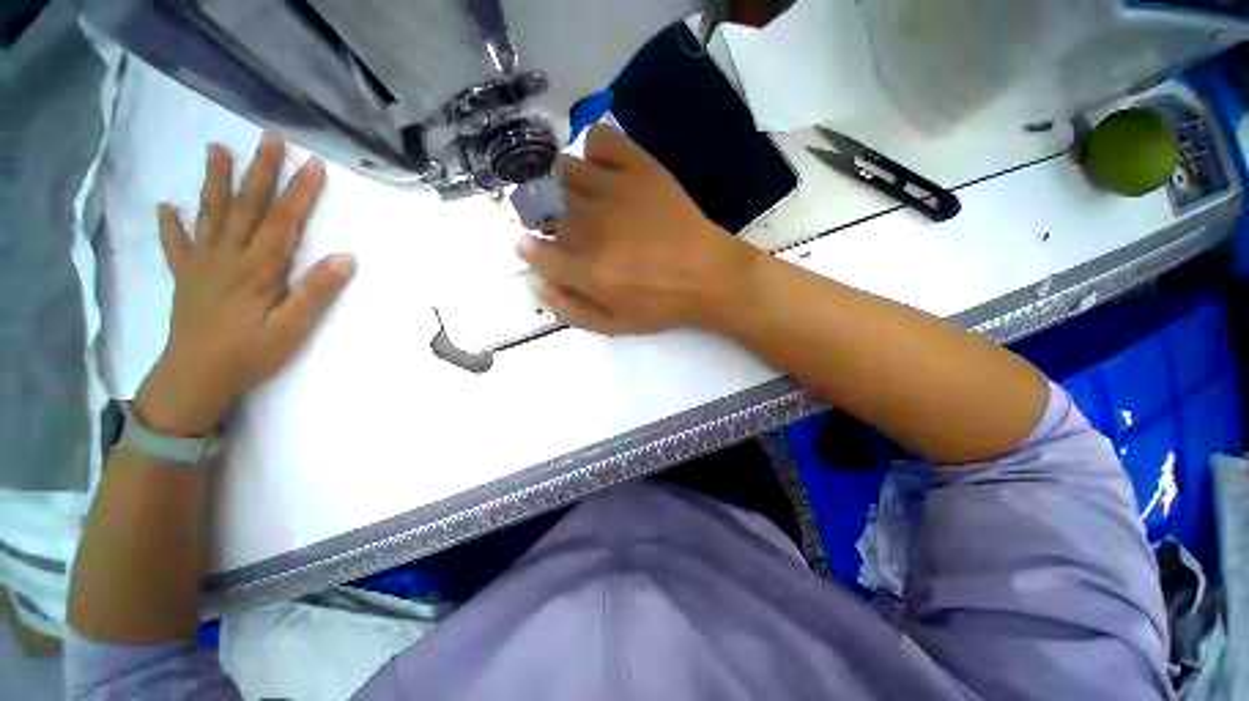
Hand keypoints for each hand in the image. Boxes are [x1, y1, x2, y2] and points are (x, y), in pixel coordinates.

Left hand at [135, 137, 354, 436]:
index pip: (283, 221)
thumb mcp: (293, 328)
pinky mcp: (186, 277)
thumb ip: (316, 292)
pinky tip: (166, 207)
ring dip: (215, 181)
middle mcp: (228, 256)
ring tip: (217, 150)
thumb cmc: (250, 354)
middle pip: (246, 207)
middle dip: (260, 172)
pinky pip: (176, 245)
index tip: (313, 165)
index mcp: (258, 268)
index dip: (300, 193)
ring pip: (210, 214)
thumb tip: (345, 258)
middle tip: (268, 140)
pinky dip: (171, 225)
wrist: (195, 378)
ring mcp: (203, 264)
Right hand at [516, 125, 759, 335]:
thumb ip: (572, 310)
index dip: (530, 248)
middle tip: (573, 229)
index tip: (531, 245)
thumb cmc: (663, 304)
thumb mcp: (616, 325)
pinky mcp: (641, 168)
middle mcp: (595, 226)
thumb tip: (539, 284)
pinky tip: (603, 170)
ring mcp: (617, 191)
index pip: (537, 252)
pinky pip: (600, 141)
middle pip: (549, 209)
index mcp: (590, 271)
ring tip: (585, 199)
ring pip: (567, 171)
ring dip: (567, 186)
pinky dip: (593, 152)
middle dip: (552, 221)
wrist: (710, 275)